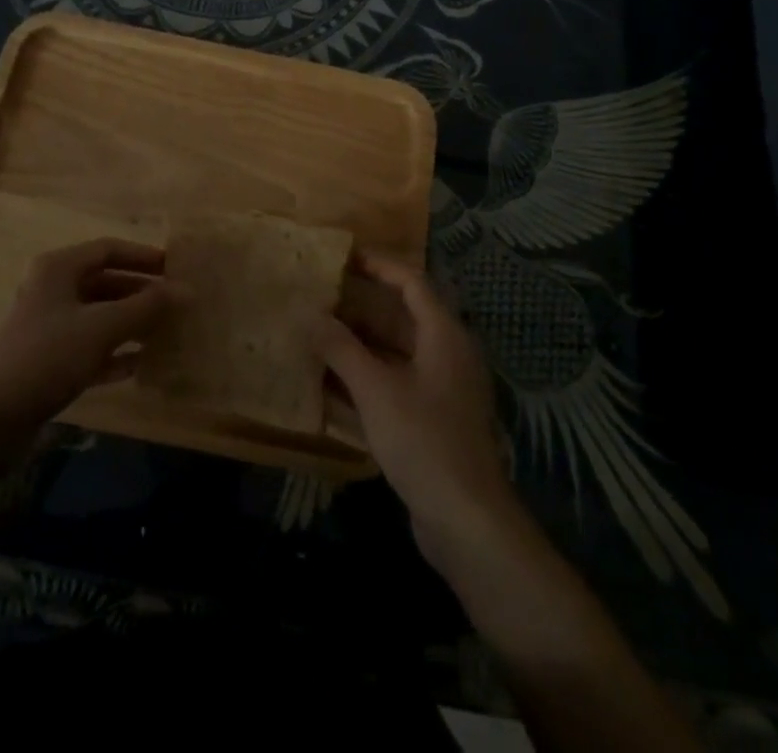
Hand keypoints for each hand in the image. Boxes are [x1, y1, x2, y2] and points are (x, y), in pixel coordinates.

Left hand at [0, 238, 182, 425]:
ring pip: (99, 316)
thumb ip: (147, 307)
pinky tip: (141, 364)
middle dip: (141, 293)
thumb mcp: (102, 327)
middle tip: (176, 304)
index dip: (143, 256)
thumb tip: (188, 290)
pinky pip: (90, 347)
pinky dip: (114, 352)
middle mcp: (53, 290)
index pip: (109, 249)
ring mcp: (49, 327)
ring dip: (131, 323)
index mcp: (59, 268)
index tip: (175, 268)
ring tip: (166, 332)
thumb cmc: (49, 355)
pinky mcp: (48, 361)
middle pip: (105, 282)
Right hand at [321, 253, 517, 563]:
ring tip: (317, 333)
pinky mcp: (431, 419)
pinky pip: (394, 383)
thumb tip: (310, 315)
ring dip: (358, 343)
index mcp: (443, 335)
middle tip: (321, 295)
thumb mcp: (376, 390)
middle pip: (401, 316)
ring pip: (394, 352)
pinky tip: (330, 383)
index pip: (411, 282)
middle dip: (361, 306)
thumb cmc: (423, 440)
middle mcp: (446, 354)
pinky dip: (365, 376)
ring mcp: (440, 389)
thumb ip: (341, 349)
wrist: (467, 520)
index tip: (344, 256)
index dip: (379, 265)